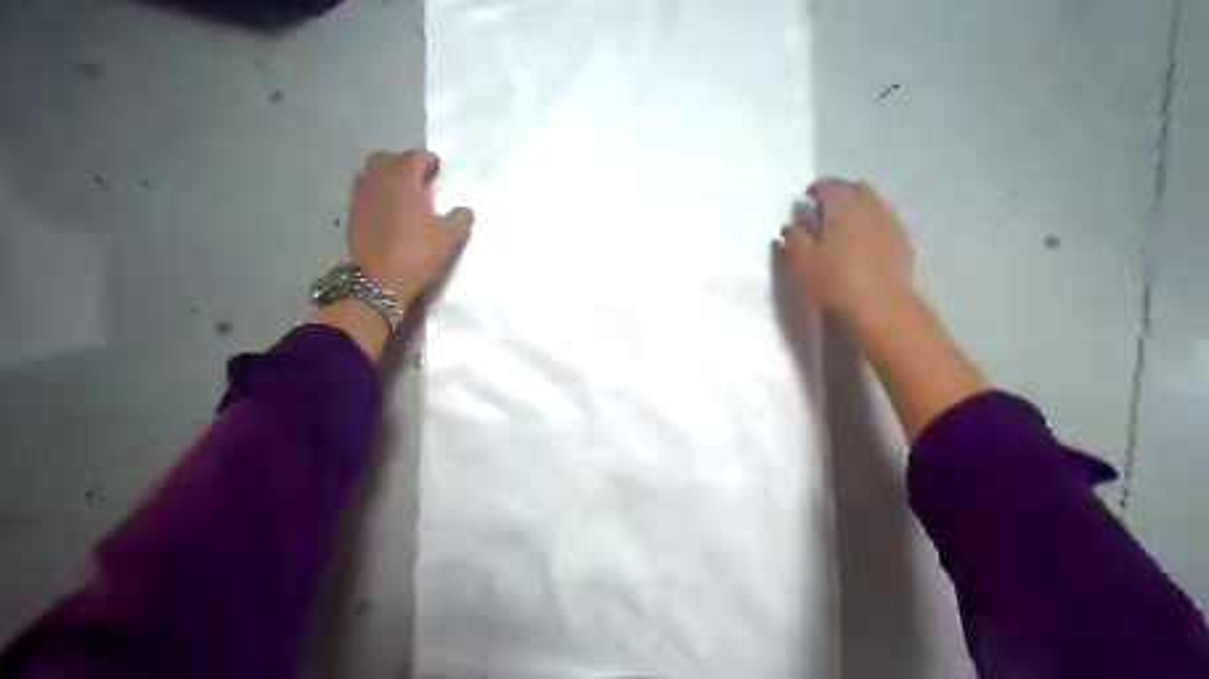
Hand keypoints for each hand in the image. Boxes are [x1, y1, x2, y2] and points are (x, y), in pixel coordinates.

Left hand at [348, 150, 473, 304]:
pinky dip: (375, 195)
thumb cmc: (418, 252)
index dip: (428, 160)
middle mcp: (379, 181)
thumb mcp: (449, 237)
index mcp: (404, 179)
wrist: (379, 280)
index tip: (437, 170)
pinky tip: (387, 212)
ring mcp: (361, 197)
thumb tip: (466, 211)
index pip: (415, 156)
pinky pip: (363, 194)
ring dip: (385, 178)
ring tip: (401, 194)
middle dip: (402, 163)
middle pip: (385, 158)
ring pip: (370, 174)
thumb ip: (460, 219)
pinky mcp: (352, 216)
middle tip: (417, 179)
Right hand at [779, 177, 911, 323]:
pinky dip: (872, 222)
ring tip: (845, 223)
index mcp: (844, 206)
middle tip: (826, 206)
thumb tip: (790, 226)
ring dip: (859, 206)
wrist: (881, 306)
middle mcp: (870, 206)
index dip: (817, 188)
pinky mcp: (902, 241)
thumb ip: (794, 239)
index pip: (830, 186)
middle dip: (841, 193)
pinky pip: (885, 221)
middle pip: (856, 189)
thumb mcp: (803, 261)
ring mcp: (890, 222)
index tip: (808, 197)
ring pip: (874, 203)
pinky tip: (865, 240)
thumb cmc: (836, 280)